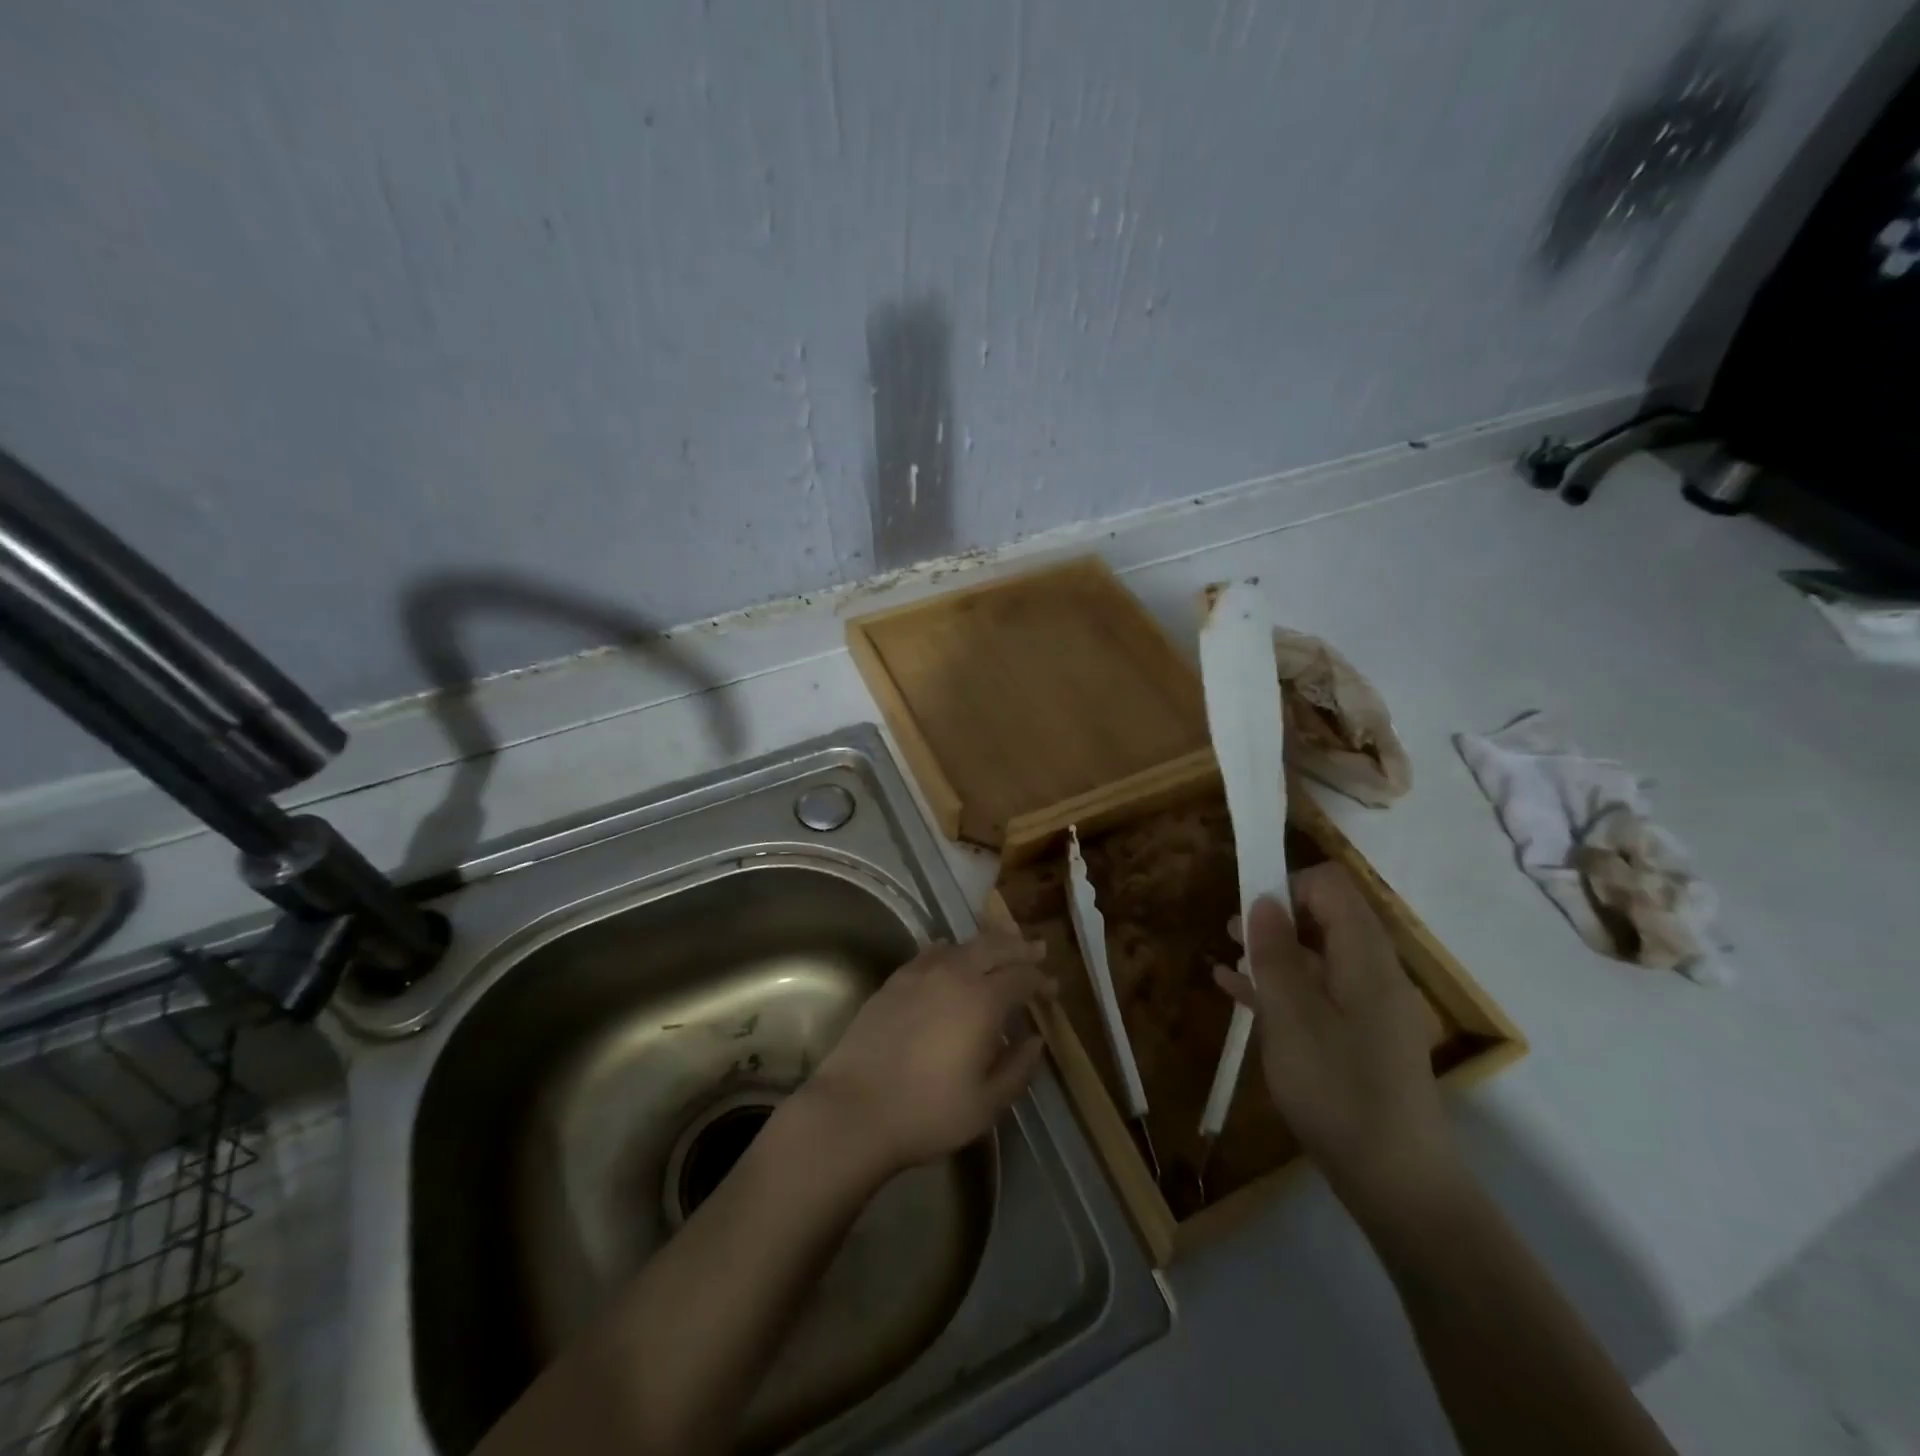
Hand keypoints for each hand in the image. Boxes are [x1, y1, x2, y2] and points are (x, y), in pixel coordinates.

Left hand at [803, 932, 1054, 1178]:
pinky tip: (950, 953)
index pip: (1021, 977)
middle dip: (1018, 948)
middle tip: (1036, 950)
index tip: (1052, 989)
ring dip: (987, 944)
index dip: (1041, 980)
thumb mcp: (985, 1104)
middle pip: (994, 947)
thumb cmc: (927, 1112)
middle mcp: (954, 975)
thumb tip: (1036, 1040)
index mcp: (983, 1001)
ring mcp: (920, 974)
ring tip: (1000, 948)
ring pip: (962, 945)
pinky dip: (949, 949)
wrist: (854, 1109)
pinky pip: (930, 953)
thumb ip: (1017, 1068)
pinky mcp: (894, 981)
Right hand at [1215, 864, 1458, 1212]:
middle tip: (1228, 932)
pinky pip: (1317, 995)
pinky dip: (1280, 987)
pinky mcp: (1358, 1040)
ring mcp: (1368, 1009)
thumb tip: (1264, 900)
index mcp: (1364, 958)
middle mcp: (1372, 974)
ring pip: (1316, 959)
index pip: (1332, 888)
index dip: (1289, 885)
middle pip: (1325, 920)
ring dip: (1272, 953)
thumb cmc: (1338, 1090)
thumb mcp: (1292, 1017)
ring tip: (1225, 959)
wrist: (1397, 1183)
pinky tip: (1237, 992)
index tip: (1250, 910)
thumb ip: (1275, 954)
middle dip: (1275, 918)